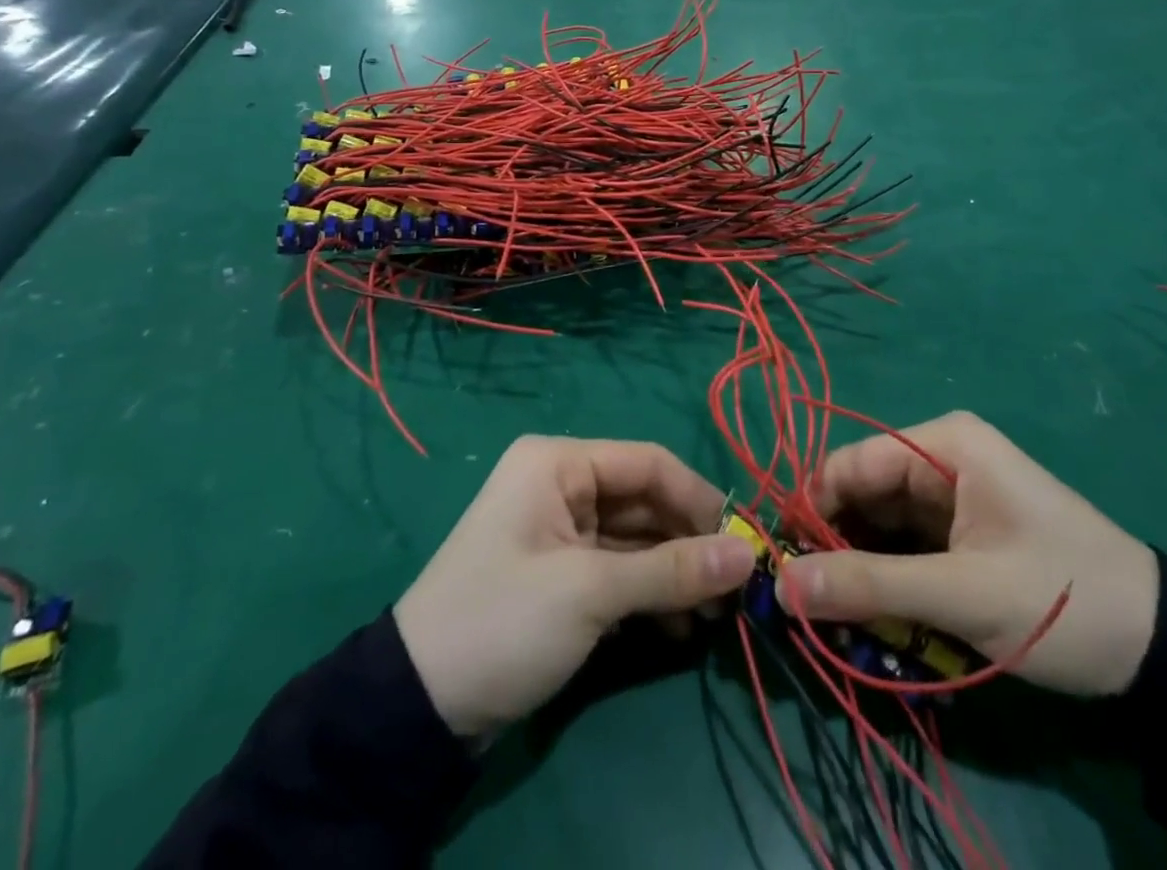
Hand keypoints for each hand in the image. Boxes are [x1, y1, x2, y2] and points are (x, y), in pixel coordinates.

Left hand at [393, 436, 757, 736]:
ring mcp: (561, 531)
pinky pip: (620, 569)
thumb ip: (672, 570)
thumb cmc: (505, 619)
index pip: (648, 463)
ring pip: (637, 539)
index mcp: (559, 463)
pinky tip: (684, 627)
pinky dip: (651, 593)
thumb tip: (748, 555)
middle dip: (690, 542)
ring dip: (676, 573)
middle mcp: (562, 485)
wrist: (419, 704)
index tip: (745, 541)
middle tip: (736, 589)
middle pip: (645, 501)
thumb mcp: (591, 592)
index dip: (700, 499)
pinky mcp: (562, 573)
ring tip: (718, 615)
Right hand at [777, 412, 1159, 696]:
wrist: (1165, 651)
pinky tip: (872, 617)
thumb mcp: (962, 594)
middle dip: (833, 546)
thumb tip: (780, 586)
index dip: (811, 510)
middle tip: (805, 603)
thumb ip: (868, 585)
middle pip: (861, 494)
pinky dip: (887, 580)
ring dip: (858, 568)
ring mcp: (951, 497)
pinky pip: (905, 547)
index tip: (782, 567)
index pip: (850, 464)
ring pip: (879, 524)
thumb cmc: (1062, 599)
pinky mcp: (961, 534)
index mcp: (941, 444)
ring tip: (835, 618)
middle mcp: (939, 459)